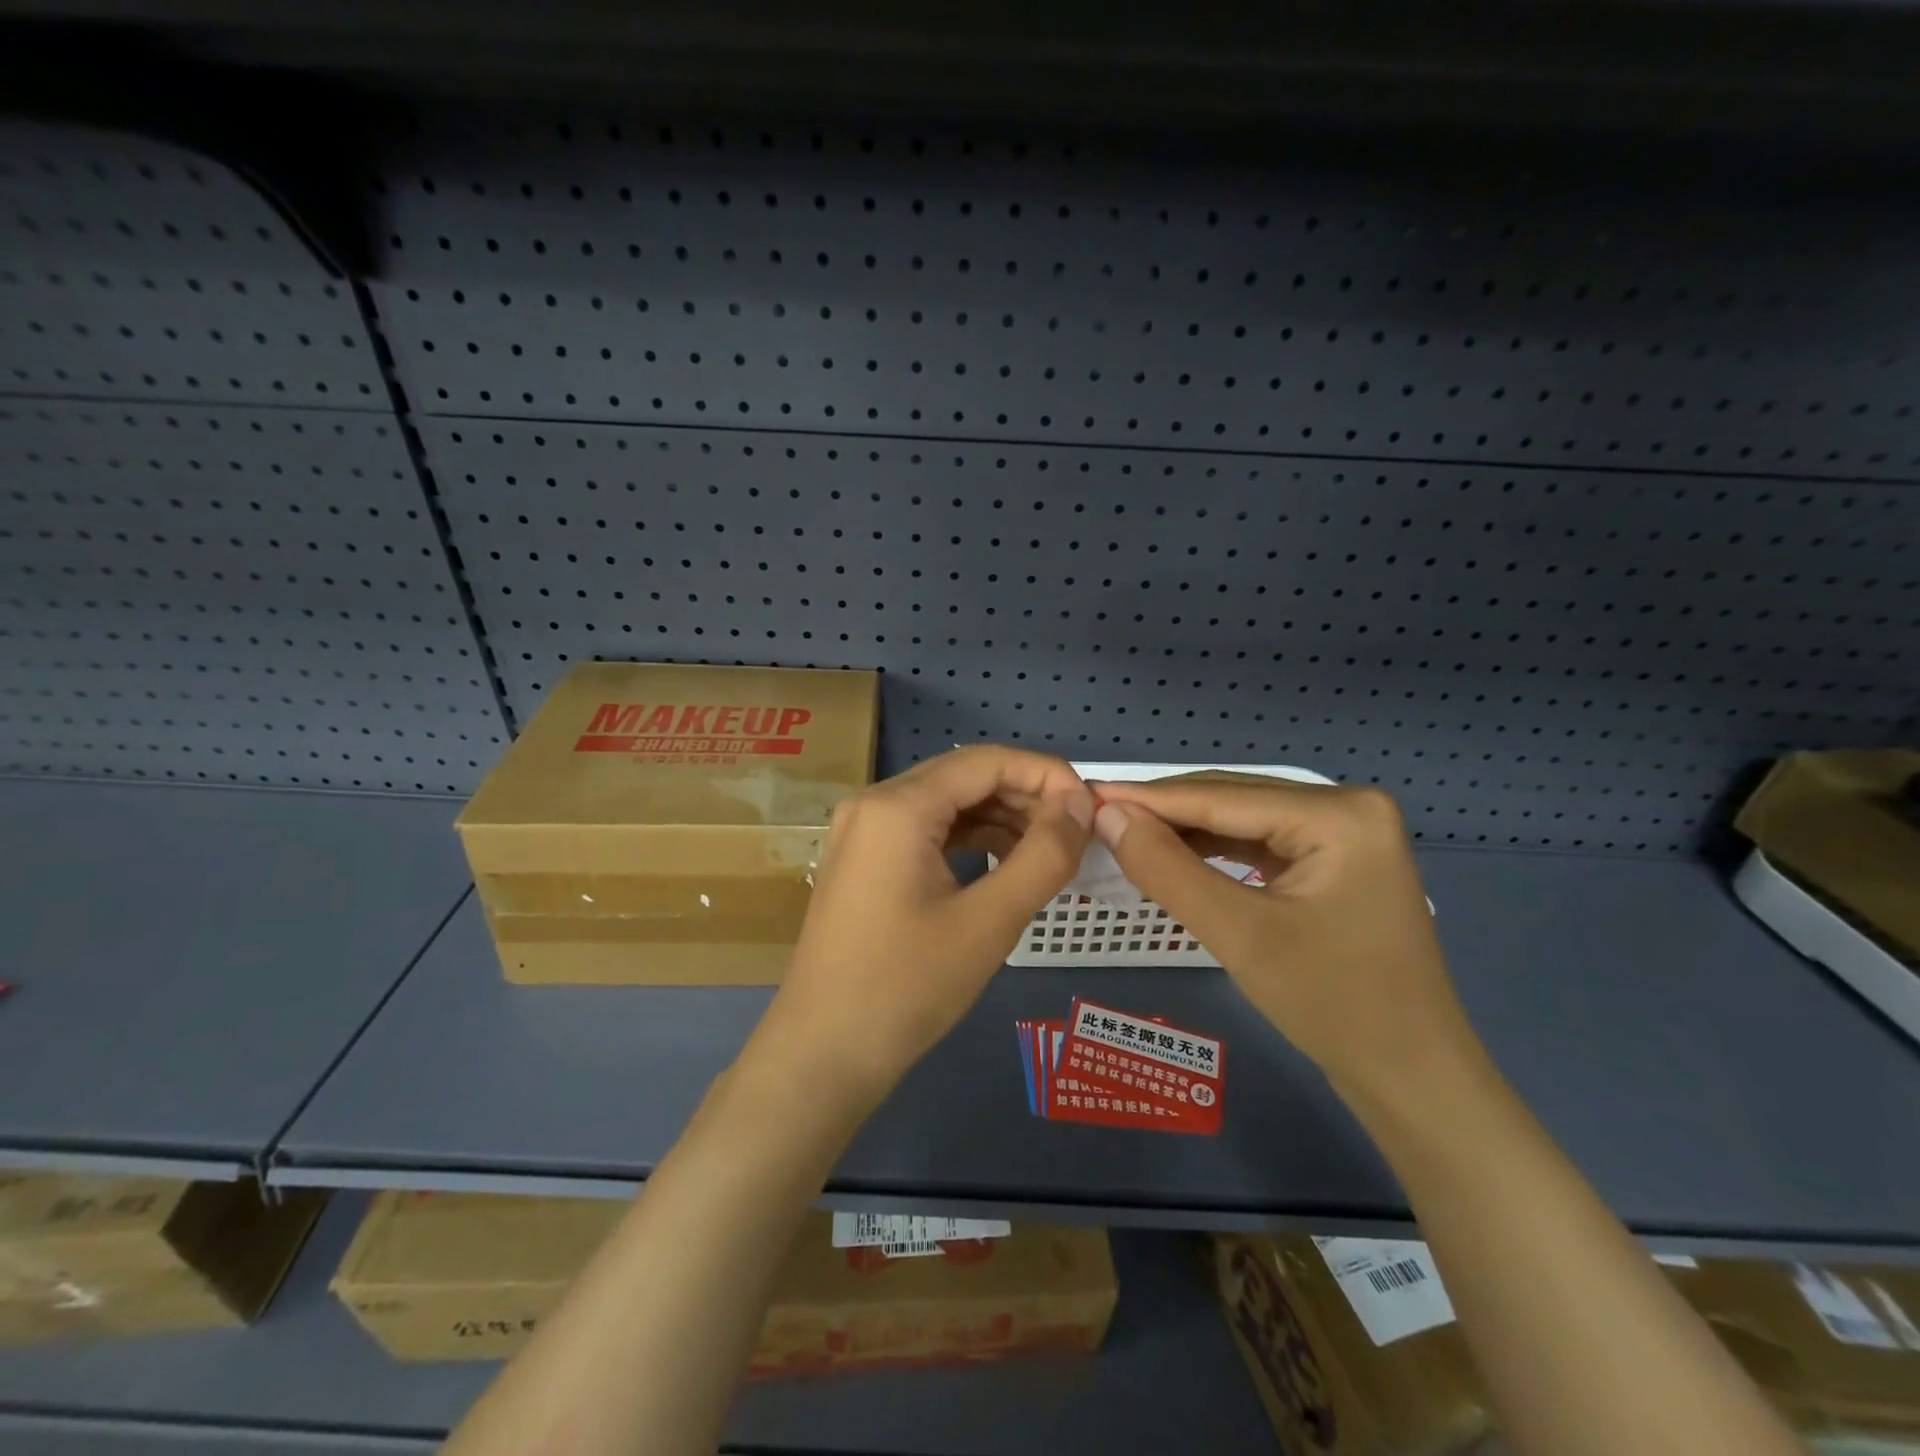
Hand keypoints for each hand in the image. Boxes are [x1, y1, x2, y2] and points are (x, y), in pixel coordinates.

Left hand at [749, 746, 1094, 1101]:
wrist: (823, 1054)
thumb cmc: (906, 988)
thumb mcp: (989, 922)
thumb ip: (1044, 854)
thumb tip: (1079, 803)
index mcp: (898, 806)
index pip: (987, 761)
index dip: (1046, 774)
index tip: (1090, 808)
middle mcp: (874, 802)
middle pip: (965, 776)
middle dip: (1026, 796)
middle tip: (1076, 832)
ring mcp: (863, 830)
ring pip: (947, 802)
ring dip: (1001, 817)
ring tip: (1050, 849)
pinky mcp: (864, 858)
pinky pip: (927, 829)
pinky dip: (970, 838)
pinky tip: (1004, 862)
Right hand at [1089, 777, 1478, 1099]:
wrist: (1411, 1078)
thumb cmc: (1334, 1005)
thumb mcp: (1240, 935)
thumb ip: (1168, 869)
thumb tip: (1107, 816)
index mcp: (1340, 812)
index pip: (1221, 797)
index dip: (1147, 798)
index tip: (1086, 795)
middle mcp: (1346, 806)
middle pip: (1233, 800)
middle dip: (1164, 812)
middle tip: (1096, 816)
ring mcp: (1344, 833)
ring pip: (1241, 820)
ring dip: (1184, 831)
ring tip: (1123, 833)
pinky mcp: (1334, 860)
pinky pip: (1258, 843)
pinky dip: (1213, 851)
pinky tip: (1173, 855)